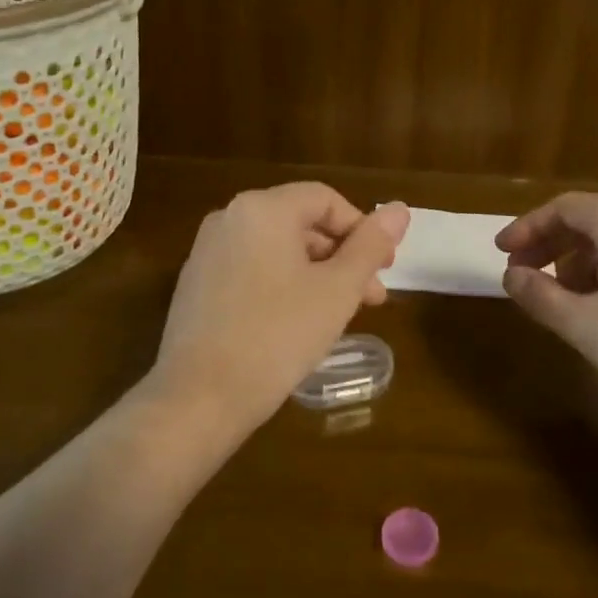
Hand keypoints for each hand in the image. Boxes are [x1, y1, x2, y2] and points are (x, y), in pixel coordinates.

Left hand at [151, 184, 409, 432]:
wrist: (199, 398)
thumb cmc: (278, 335)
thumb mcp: (337, 289)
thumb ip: (370, 245)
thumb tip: (400, 209)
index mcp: (263, 209)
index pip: (325, 200)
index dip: (362, 229)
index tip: (383, 269)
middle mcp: (229, 218)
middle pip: (301, 223)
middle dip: (343, 257)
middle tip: (371, 297)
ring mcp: (207, 252)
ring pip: (277, 250)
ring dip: (317, 274)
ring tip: (340, 315)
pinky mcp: (197, 285)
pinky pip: (252, 270)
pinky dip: (283, 286)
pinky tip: (299, 324)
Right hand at [496, 193, 597, 404]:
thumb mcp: (583, 322)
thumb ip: (539, 295)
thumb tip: (511, 276)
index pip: (562, 208)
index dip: (527, 228)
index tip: (502, 253)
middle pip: (588, 219)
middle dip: (550, 245)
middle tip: (523, 275)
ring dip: (579, 260)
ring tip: (561, 296)